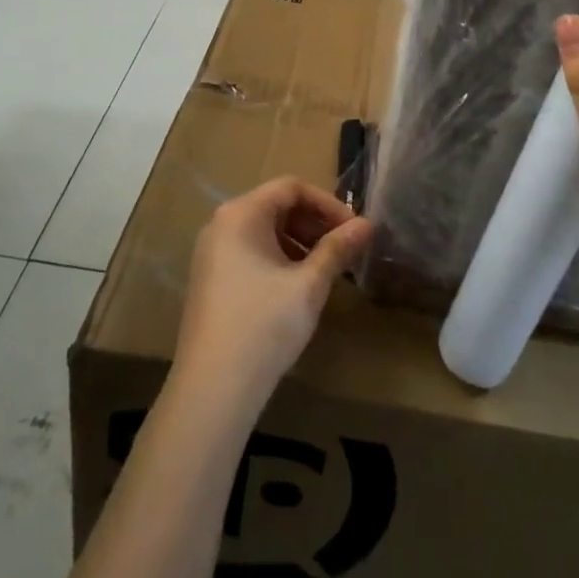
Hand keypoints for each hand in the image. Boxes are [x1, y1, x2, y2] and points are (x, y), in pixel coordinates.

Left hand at [173, 178, 371, 412]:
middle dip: (315, 223)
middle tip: (345, 250)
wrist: (213, 389)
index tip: (354, 230)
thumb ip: (337, 249)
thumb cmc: (264, 326)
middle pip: (276, 206)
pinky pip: (251, 252)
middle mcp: (221, 224)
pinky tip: (299, 287)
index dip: (327, 204)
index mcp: (241, 214)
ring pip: (264, 231)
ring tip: (327, 270)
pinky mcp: (211, 280)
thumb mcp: (309, 285)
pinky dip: (280, 259)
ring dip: (300, 242)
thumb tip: (367, 224)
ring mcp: (212, 253)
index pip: (291, 188)